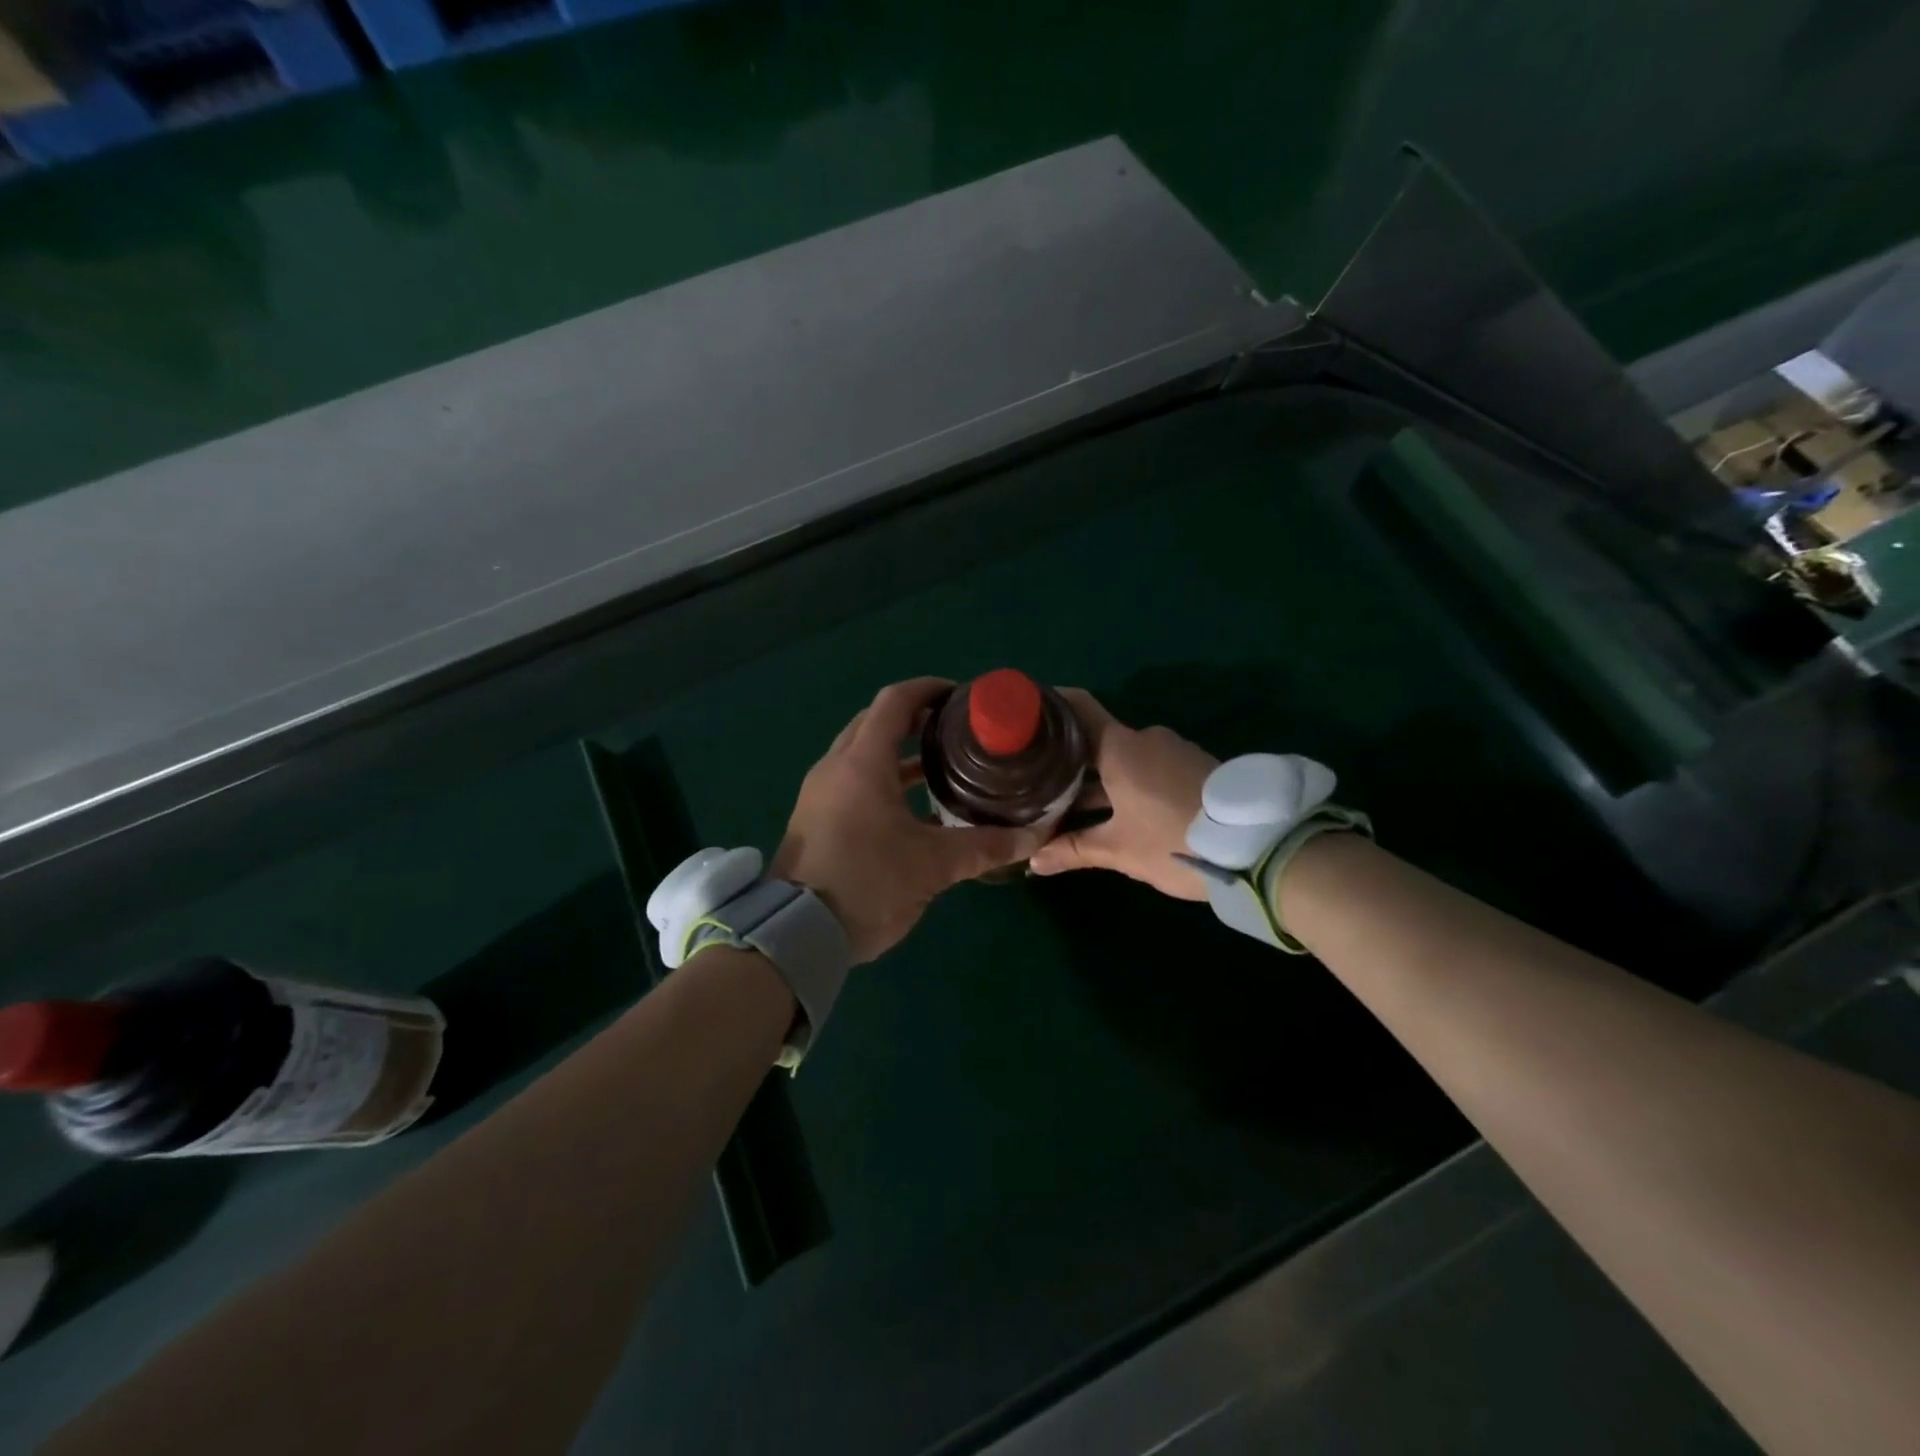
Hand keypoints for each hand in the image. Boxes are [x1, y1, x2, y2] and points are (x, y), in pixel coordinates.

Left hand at [773, 678, 1044, 962]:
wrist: (797, 934)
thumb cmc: (867, 884)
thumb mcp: (933, 866)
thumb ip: (985, 846)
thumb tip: (1034, 837)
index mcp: (862, 763)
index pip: (894, 701)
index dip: (928, 689)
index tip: (961, 697)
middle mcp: (836, 767)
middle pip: (875, 721)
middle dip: (915, 717)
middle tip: (956, 729)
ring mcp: (821, 792)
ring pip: (862, 752)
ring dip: (900, 751)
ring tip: (944, 764)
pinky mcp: (816, 816)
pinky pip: (853, 779)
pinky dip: (884, 777)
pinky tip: (915, 806)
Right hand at [1028, 689, 1217, 900]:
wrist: (1260, 846)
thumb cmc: (1175, 840)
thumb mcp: (1120, 850)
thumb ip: (1074, 850)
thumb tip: (1033, 861)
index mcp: (1120, 747)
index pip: (1077, 708)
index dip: (1049, 707)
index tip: (1023, 716)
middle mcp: (1144, 739)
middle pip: (1096, 740)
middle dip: (1068, 761)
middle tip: (1037, 779)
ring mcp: (1172, 751)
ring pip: (1122, 757)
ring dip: (1098, 777)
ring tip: (1070, 802)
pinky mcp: (1193, 767)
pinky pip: (1147, 767)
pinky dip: (1125, 782)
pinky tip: (1114, 809)